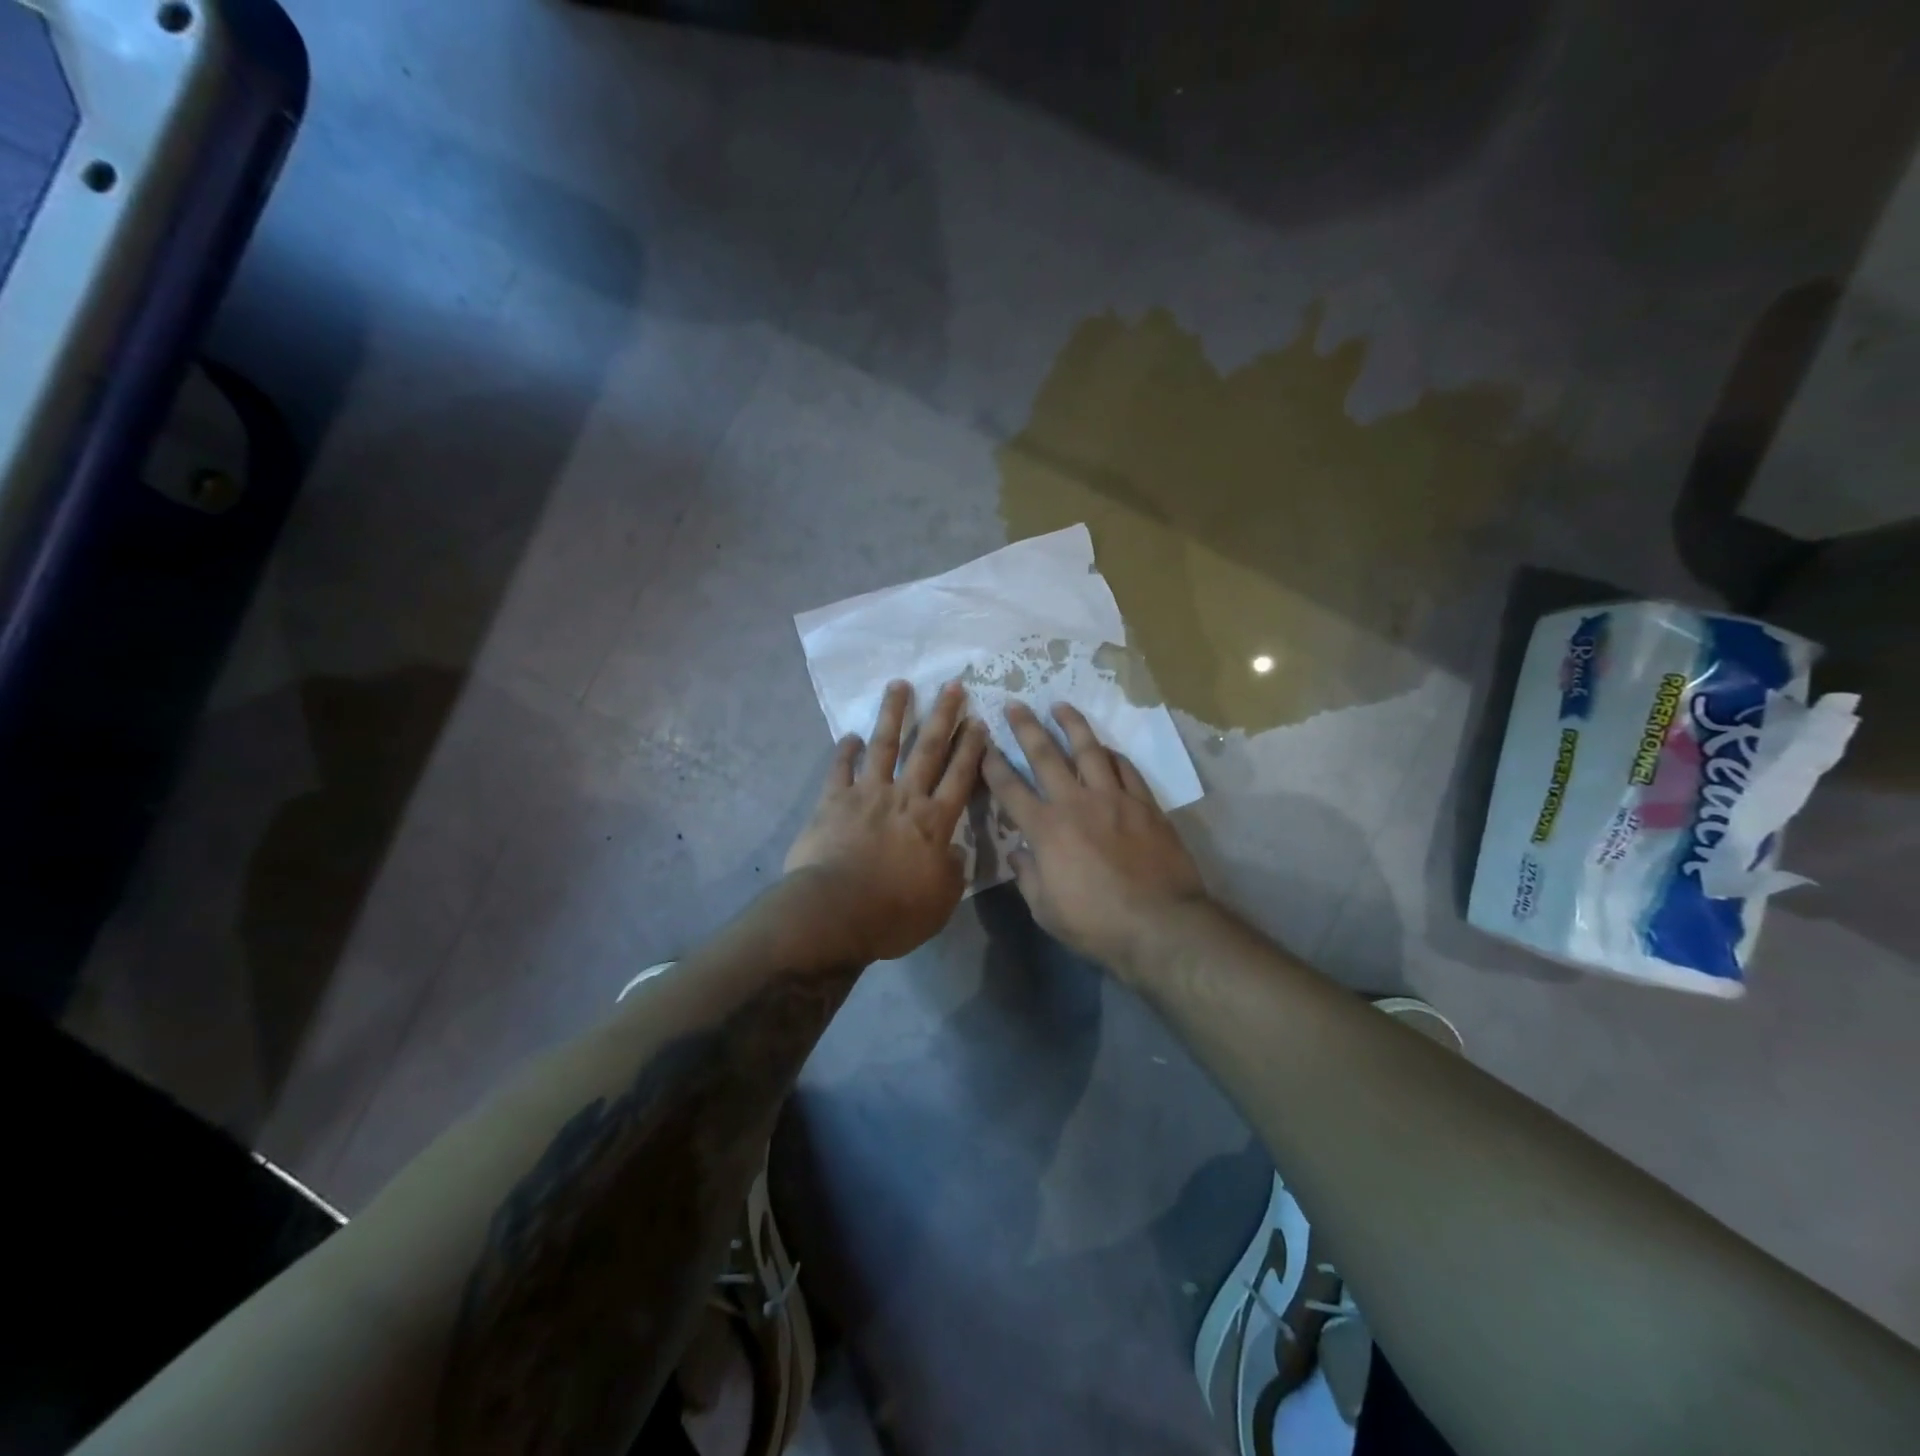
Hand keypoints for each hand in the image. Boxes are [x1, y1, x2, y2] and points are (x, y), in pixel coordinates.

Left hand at [785, 679, 989, 962]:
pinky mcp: (833, 801)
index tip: (979, 721)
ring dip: (893, 714)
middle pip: (928, 749)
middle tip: (952, 685)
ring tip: (899, 685)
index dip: (971, 748)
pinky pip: (840, 769)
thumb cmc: (894, 912)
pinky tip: (849, 735)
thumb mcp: (941, 902)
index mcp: (935, 821)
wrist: (835, 912)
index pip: (960, 776)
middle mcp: (904, 797)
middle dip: (943, 715)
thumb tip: (954, 852)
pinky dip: (845, 751)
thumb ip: (951, 872)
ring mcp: (867, 794)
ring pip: (884, 746)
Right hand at [982, 701, 1208, 974]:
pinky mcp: (1145, 804)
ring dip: (1072, 725)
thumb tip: (1019, 854)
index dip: (993, 765)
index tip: (983, 745)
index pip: (1010, 789)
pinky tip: (1106, 748)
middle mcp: (1076, 803)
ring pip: (1089, 750)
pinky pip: (1126, 769)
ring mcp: (1114, 799)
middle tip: (1015, 704)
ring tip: (1061, 706)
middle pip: (1045, 755)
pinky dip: (1113, 755)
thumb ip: (1028, 877)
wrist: (1160, 924)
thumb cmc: (1096, 924)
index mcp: (1046, 829)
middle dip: (1026, 727)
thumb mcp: (1046, 910)